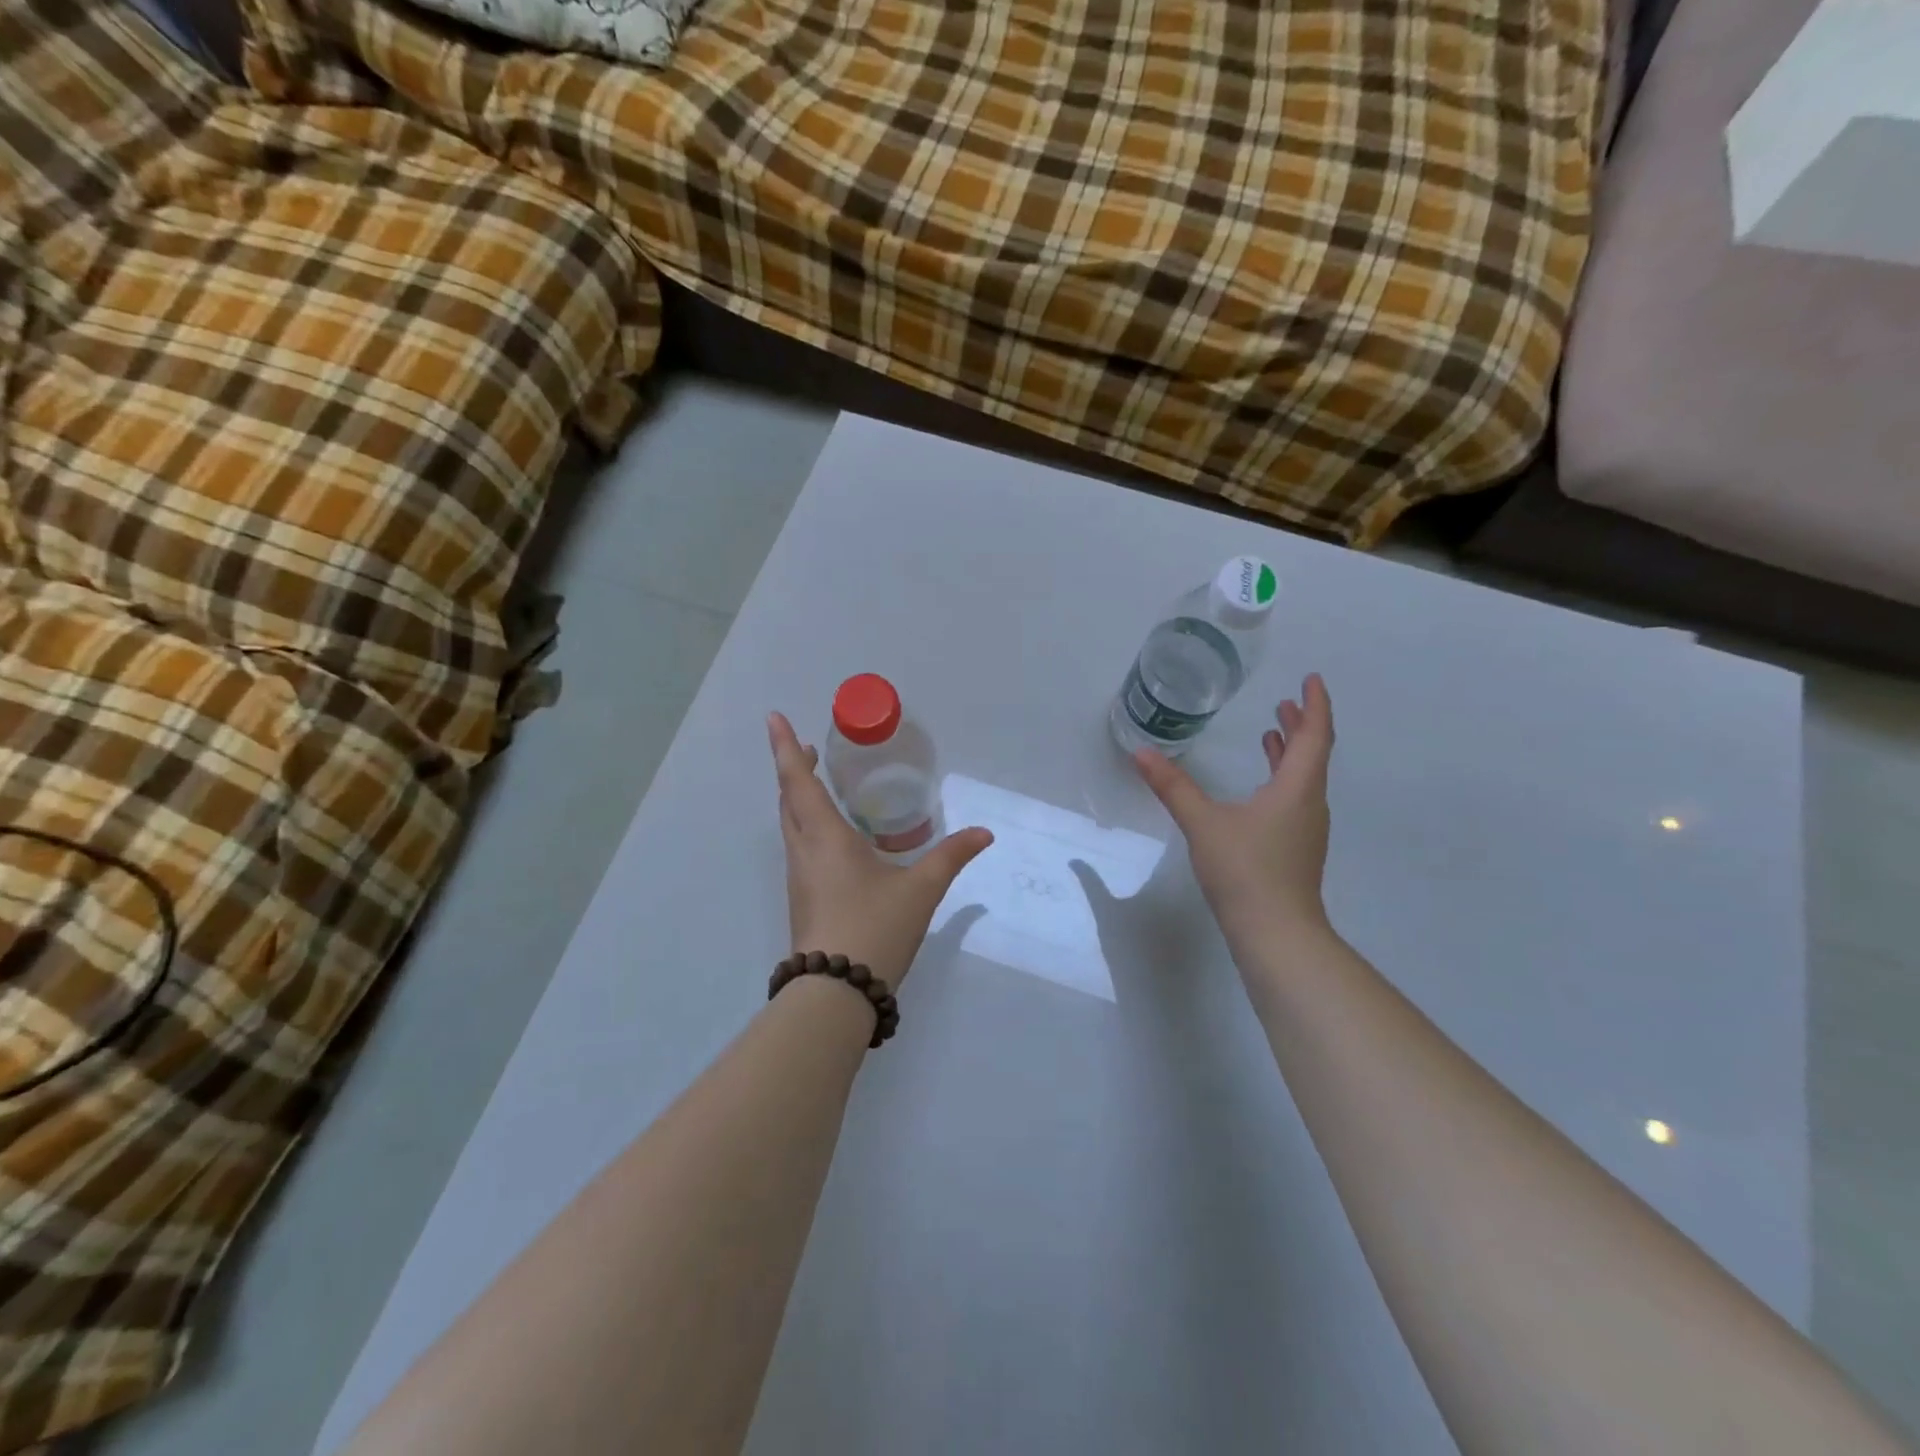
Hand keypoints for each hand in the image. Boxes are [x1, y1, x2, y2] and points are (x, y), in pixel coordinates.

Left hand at [768, 712, 992, 989]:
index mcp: (825, 837)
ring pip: (790, 825)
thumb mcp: (921, 889)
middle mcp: (804, 851)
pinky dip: (806, 824)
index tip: (774, 718)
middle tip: (809, 749)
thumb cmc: (875, 928)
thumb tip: (984, 833)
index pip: (798, 780)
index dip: (785, 747)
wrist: (835, 993)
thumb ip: (951, 857)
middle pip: (788, 800)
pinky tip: (833, 838)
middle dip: (794, 769)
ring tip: (819, 784)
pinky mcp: (803, 899)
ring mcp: (799, 878)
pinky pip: (799, 847)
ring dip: (798, 797)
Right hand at [1132, 673, 1334, 941]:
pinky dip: (1281, 779)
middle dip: (1302, 725)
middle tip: (1286, 703)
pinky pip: (1295, 799)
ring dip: (1291, 753)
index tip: (1311, 679)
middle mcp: (1308, 804)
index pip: (1315, 736)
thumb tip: (1141, 754)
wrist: (1276, 934)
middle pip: (1313, 755)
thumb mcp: (1203, 824)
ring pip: (1304, 779)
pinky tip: (1259, 789)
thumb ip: (1173, 787)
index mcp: (1296, 789)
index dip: (1315, 705)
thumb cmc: (1246, 871)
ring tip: (1272, 733)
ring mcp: (1305, 830)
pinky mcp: (1295, 849)